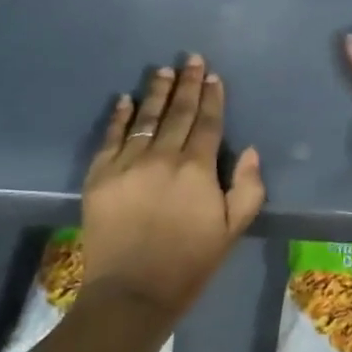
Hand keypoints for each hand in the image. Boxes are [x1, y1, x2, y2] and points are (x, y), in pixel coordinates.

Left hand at [80, 54, 265, 316]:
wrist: (132, 293)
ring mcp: (128, 164)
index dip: (212, 97)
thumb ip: (248, 188)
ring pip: (145, 118)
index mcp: (197, 169)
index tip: (213, 75)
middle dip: (187, 84)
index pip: (208, 123)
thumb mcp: (232, 230)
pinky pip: (111, 137)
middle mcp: (163, 157)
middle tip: (190, 59)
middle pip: (178, 113)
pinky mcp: (100, 175)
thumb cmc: (189, 263)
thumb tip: (251, 151)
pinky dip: (118, 117)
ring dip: (156, 92)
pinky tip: (124, 99)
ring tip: (162, 70)